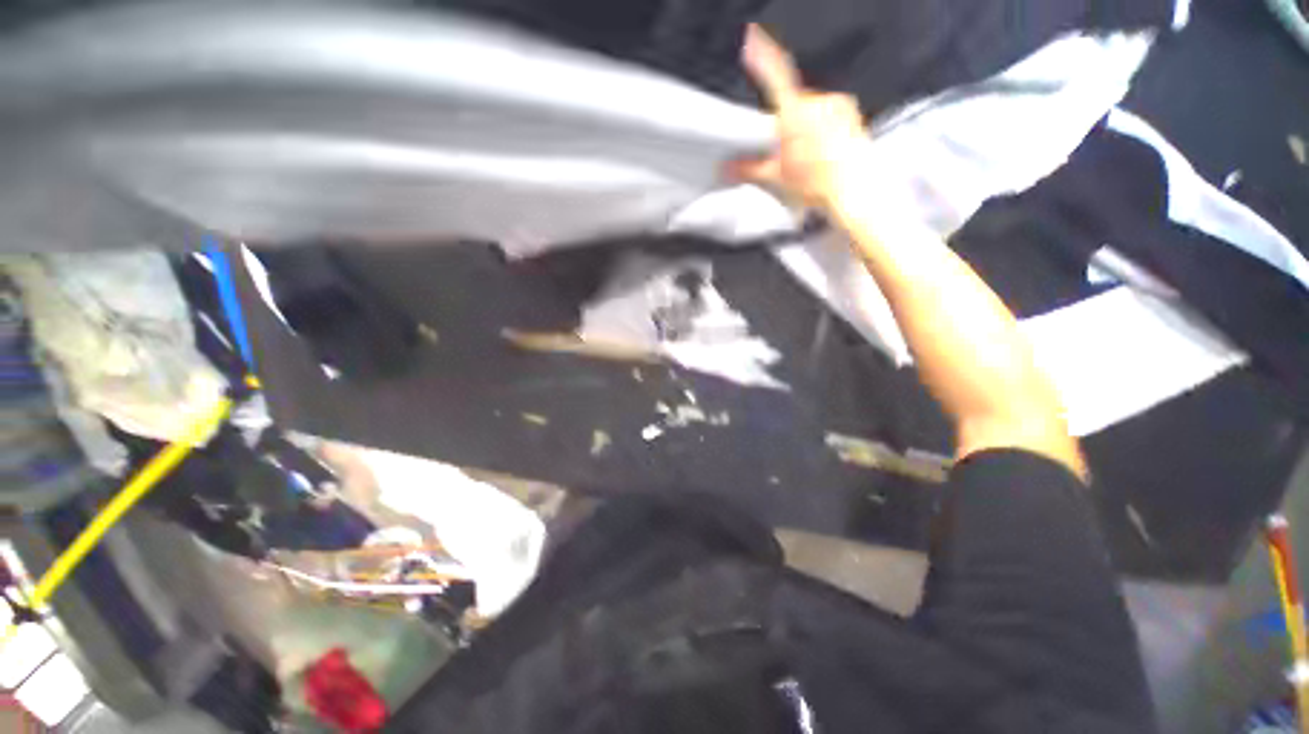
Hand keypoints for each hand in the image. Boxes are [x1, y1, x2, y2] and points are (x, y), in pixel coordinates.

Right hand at [727, 24, 871, 213]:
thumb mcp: (776, 178)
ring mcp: (838, 106)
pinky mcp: (852, 114)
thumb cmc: (815, 184)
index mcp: (795, 113)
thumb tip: (728, 167)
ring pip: (812, 110)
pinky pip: (830, 114)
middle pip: (793, 103)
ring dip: (805, 127)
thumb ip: (748, 168)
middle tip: (786, 151)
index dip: (762, 56)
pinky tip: (824, 152)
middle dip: (787, 122)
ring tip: (808, 158)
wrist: (852, 191)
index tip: (752, 38)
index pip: (775, 75)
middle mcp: (818, 102)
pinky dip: (823, 128)